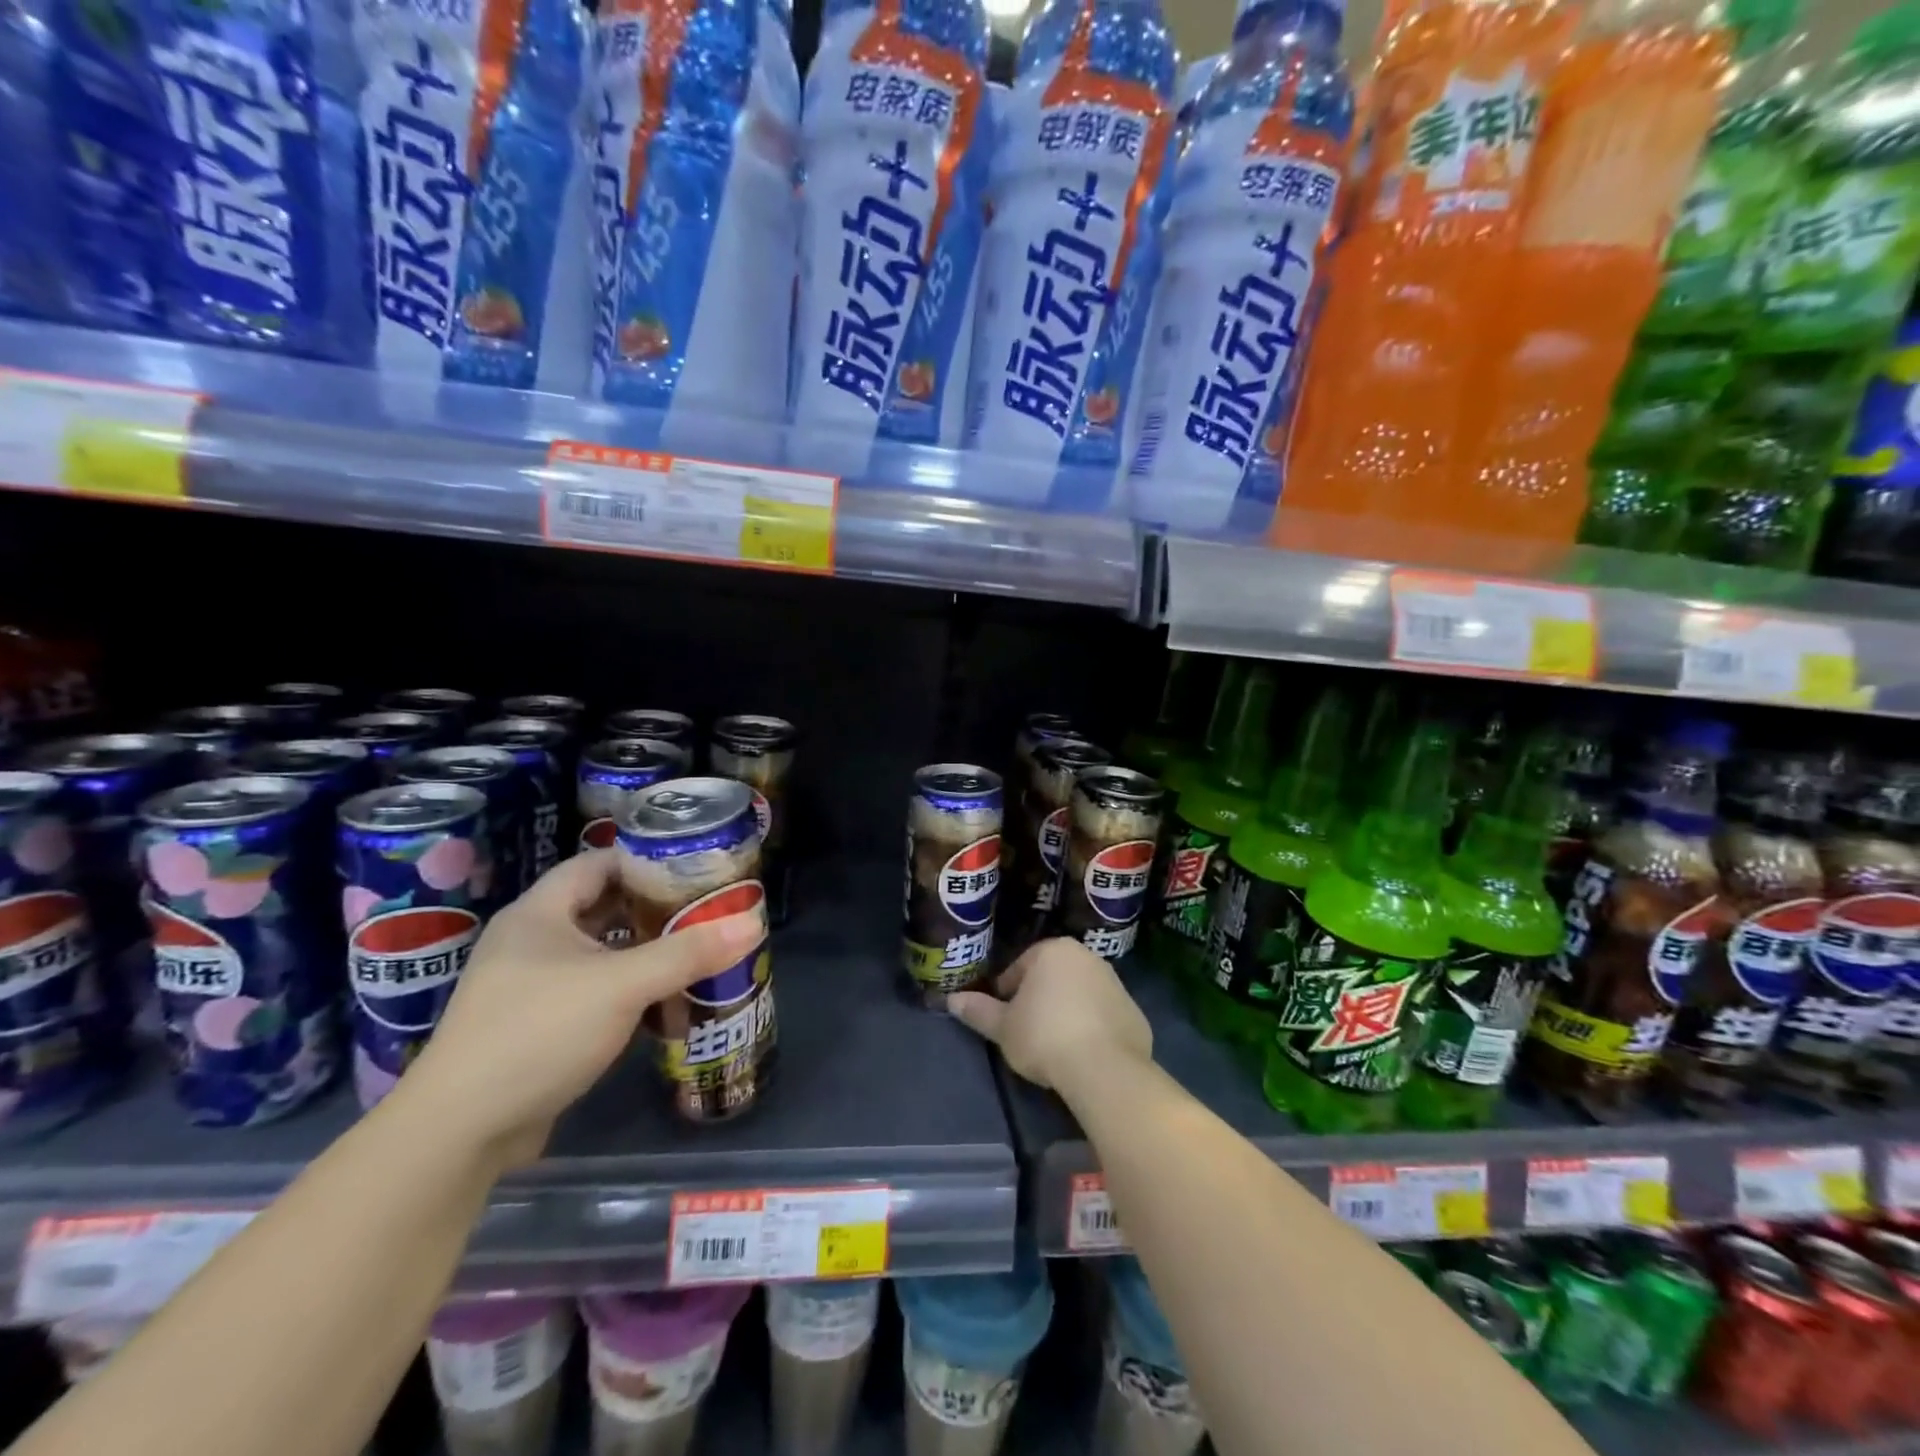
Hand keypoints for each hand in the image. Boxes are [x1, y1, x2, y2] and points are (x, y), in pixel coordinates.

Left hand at [402, 850, 764, 1168]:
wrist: (458, 1133)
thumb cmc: (537, 1034)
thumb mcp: (620, 986)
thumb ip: (687, 954)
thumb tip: (753, 924)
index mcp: (539, 913)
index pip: (599, 863)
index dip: (646, 860)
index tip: (696, 868)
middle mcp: (532, 940)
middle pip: (603, 906)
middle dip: (655, 908)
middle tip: (707, 911)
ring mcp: (531, 985)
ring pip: (600, 952)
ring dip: (644, 952)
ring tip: (696, 951)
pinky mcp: (537, 1026)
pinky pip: (594, 991)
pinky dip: (629, 989)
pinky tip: (665, 1001)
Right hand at [947, 938, 1151, 1096]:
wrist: (1105, 1069)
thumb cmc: (1045, 1037)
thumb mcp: (1004, 1027)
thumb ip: (978, 1011)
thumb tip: (952, 1000)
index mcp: (1053, 951)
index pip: (1021, 966)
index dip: (1007, 993)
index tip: (1004, 1017)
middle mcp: (1087, 957)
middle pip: (1052, 977)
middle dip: (1039, 999)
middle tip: (1026, 1030)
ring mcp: (1116, 983)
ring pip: (1079, 994)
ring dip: (1066, 1012)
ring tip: (1054, 1046)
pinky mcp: (1135, 1012)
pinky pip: (1103, 1016)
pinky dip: (1092, 1028)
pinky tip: (1082, 1054)